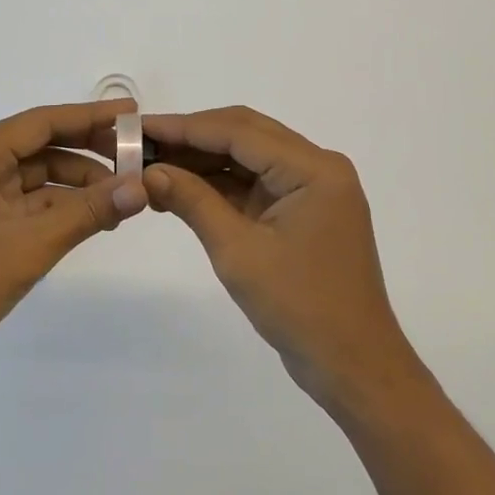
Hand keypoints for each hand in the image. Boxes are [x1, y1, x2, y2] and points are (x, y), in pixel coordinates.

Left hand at [0, 100, 146, 396]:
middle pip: (37, 148)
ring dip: (76, 186)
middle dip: (86, 151)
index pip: (39, 123)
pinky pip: (26, 207)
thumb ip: (88, 212)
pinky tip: (93, 219)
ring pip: (35, 179)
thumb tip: (141, 187)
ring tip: (121, 196)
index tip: (130, 111)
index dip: (88, 115)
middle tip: (133, 155)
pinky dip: (59, 210)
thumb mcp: (30, 245)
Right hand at [143, 106, 426, 415]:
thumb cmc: (300, 308)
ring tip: (153, 166)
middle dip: (192, 138)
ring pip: (248, 156)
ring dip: (203, 160)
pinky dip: (220, 184)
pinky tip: (181, 189)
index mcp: (313, 168)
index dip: (186, 127)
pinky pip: (256, 182)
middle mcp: (317, 165)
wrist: (353, 367)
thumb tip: (149, 172)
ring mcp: (312, 187)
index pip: (239, 131)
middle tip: (142, 143)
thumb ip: (193, 202)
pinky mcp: (303, 208)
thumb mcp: (238, 252)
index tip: (140, 127)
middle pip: (245, 134)